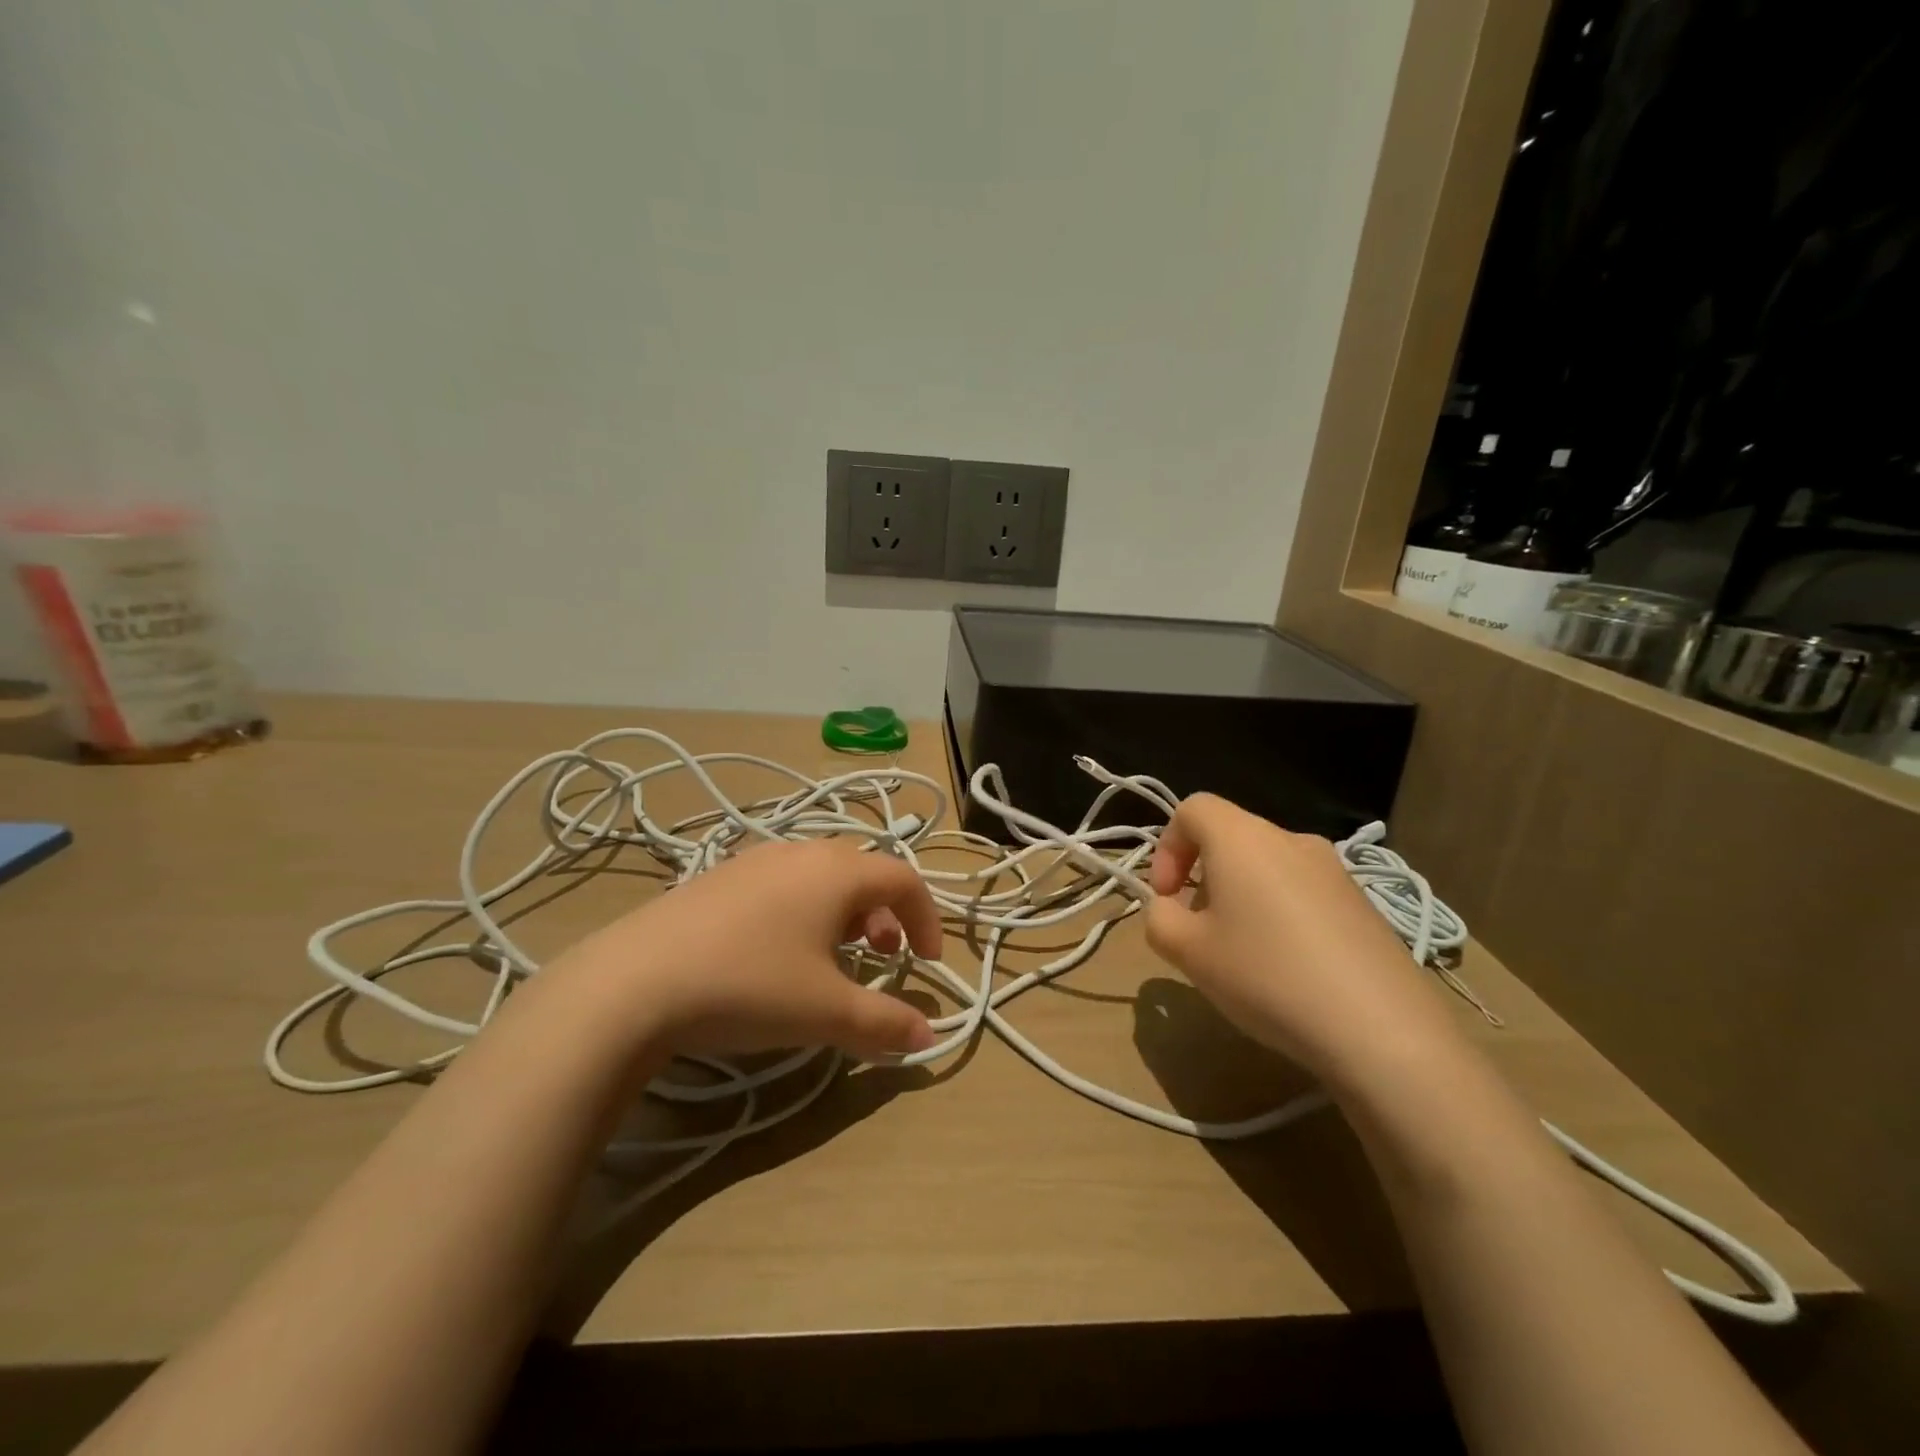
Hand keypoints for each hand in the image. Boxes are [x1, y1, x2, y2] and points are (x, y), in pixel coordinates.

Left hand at [547, 839, 941, 1061]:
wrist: (634, 982)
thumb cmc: (750, 985)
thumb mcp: (826, 1012)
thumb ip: (884, 1023)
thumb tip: (926, 1037)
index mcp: (836, 871)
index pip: (904, 878)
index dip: (926, 918)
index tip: (928, 961)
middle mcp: (800, 852)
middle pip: (863, 871)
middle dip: (886, 915)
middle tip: (883, 957)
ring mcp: (755, 859)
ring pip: (821, 875)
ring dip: (845, 912)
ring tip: (834, 955)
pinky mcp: (719, 876)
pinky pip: (783, 883)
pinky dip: (804, 909)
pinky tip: (777, 952)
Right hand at [1144, 794, 1464, 1091]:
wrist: (1382, 1029)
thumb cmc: (1267, 976)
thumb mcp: (1188, 952)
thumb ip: (1159, 919)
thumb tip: (1169, 908)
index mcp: (1243, 838)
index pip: (1192, 809)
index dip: (1167, 847)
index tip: (1168, 897)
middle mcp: (1290, 839)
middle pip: (1231, 838)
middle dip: (1203, 878)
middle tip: (1199, 932)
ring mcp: (1334, 871)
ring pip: (1267, 867)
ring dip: (1241, 897)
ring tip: (1244, 956)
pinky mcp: (1363, 904)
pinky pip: (1303, 893)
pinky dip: (1281, 915)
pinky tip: (1290, 969)